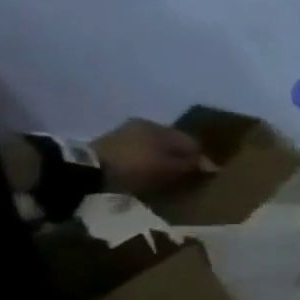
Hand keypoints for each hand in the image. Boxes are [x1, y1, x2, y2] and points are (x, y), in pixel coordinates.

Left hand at [94, 119, 215, 197]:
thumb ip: (192, 165)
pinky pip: (140, 152)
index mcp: (161, 127)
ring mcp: (125, 133)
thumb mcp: (170, 167)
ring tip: (169, 175)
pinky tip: (150, 172)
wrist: (88, 169)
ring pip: (155, 147)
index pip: (192, 142)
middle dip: (182, 157)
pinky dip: (148, 161)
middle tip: (188, 174)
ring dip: (164, 159)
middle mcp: (145, 125)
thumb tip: (211, 166)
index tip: (206, 174)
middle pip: (172, 143)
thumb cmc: (137, 166)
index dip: (202, 158)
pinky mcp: (111, 144)